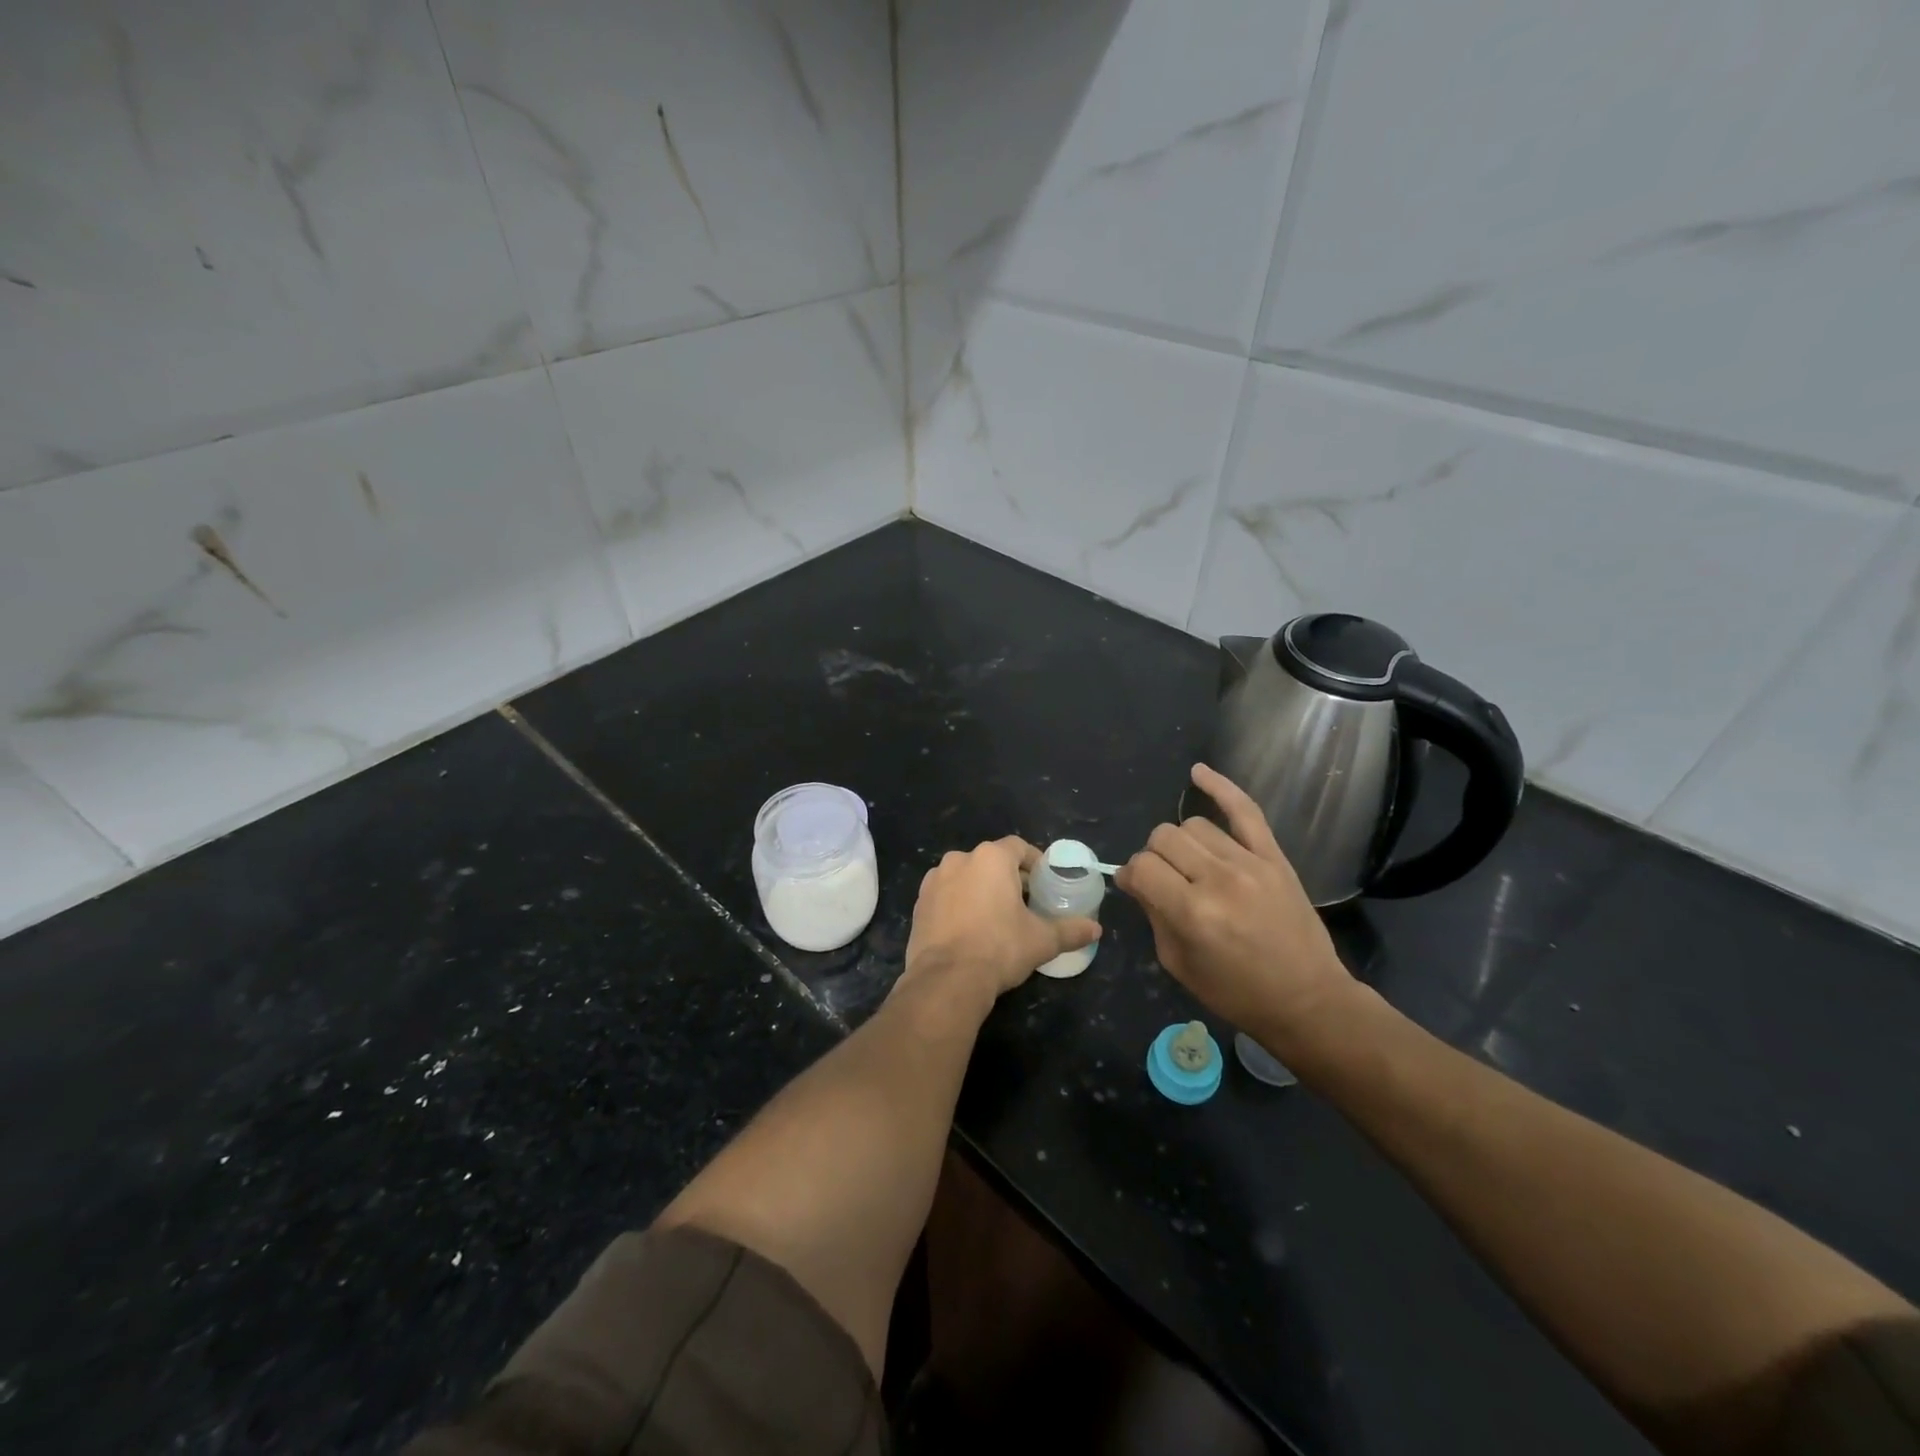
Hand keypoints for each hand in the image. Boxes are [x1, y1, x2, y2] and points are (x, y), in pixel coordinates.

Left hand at [901, 837, 1100, 1016]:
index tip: (1044, 884)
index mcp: (991, 858)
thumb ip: (1070, 930)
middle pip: (991, 861)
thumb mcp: (1042, 940)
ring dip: (981, 890)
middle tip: (1025, 904)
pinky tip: (969, 930)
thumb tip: (1096, 929)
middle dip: (1008, 878)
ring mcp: (934, 880)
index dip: (1034, 862)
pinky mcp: (919, 903)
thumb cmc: (1000, 948)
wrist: (947, 979)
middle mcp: (959, 859)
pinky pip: (946, 895)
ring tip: (996, 918)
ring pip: (966, 877)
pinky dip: (959, 905)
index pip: (1018, 847)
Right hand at [1116, 764, 1353, 1041]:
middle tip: (1164, 881)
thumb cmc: (1236, 993)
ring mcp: (1249, 863)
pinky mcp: (1274, 856)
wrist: (1308, 999)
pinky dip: (1220, 787)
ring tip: (1191, 865)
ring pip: (1194, 825)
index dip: (1130, 876)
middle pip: (1163, 838)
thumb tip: (1134, 879)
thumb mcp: (1178, 964)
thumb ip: (1152, 914)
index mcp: (1192, 913)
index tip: (1135, 888)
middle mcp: (1218, 879)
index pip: (1141, 867)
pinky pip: (1245, 809)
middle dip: (1153, 857)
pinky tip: (1198, 773)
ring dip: (1182, 843)